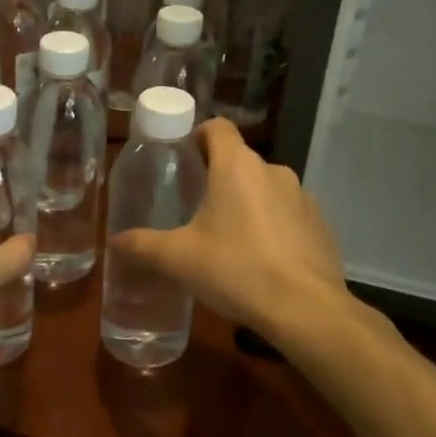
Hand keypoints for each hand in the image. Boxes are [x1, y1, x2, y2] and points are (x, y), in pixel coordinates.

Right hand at [109, 119, 348, 348]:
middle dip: (218, 178)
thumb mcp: (178, 259)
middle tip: (195, 208)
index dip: (198, 136)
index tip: (183, 160)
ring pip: (265, 188)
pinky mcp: (320, 224)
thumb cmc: (236, 270)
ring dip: (246, 203)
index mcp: (237, 166)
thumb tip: (115, 241)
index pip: (217, 127)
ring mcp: (302, 196)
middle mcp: (273, 171)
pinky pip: (288, 214)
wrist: (306, 309)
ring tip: (228, 239)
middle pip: (239, 160)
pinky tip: (262, 260)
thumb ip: (142, 246)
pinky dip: (273, 226)